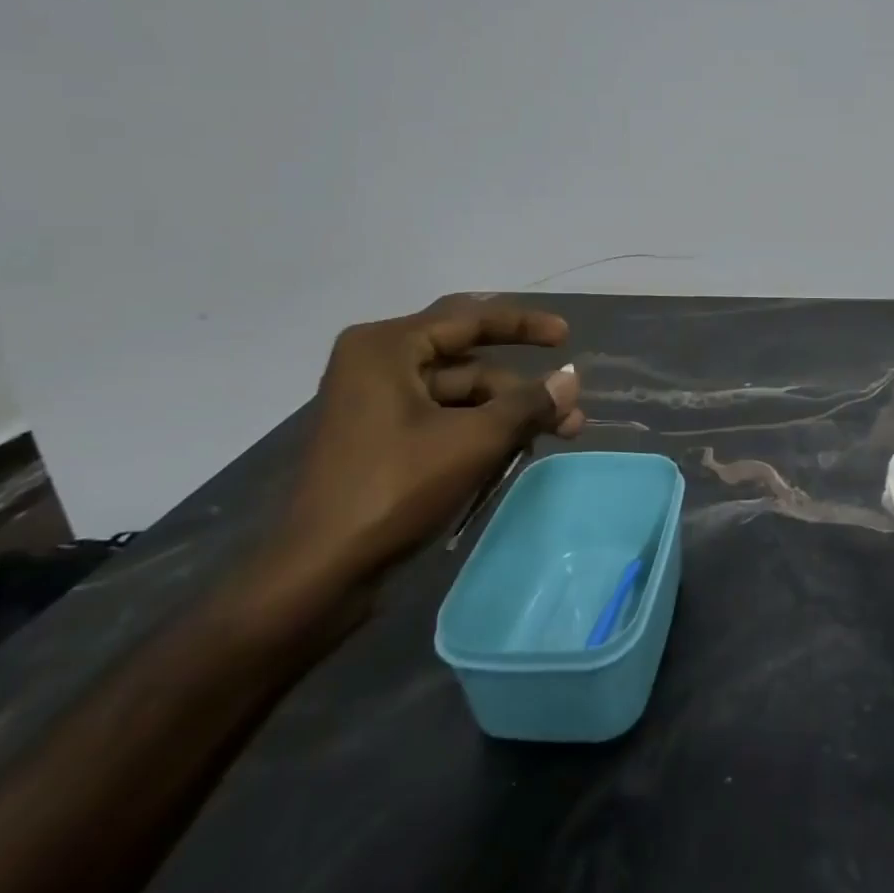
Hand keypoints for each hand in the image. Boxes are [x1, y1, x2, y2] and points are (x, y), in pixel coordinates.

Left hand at [257, 296, 584, 610]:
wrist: (320, 574)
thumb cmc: (395, 489)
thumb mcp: (473, 441)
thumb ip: (528, 404)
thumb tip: (572, 380)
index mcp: (386, 347)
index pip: (470, 318)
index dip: (524, 325)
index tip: (567, 336)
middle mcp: (376, 364)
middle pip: (467, 358)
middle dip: (520, 384)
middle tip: (567, 402)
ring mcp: (375, 403)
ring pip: (459, 393)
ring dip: (507, 412)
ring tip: (556, 434)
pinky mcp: (379, 439)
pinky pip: (442, 419)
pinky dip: (480, 431)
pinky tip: (516, 450)